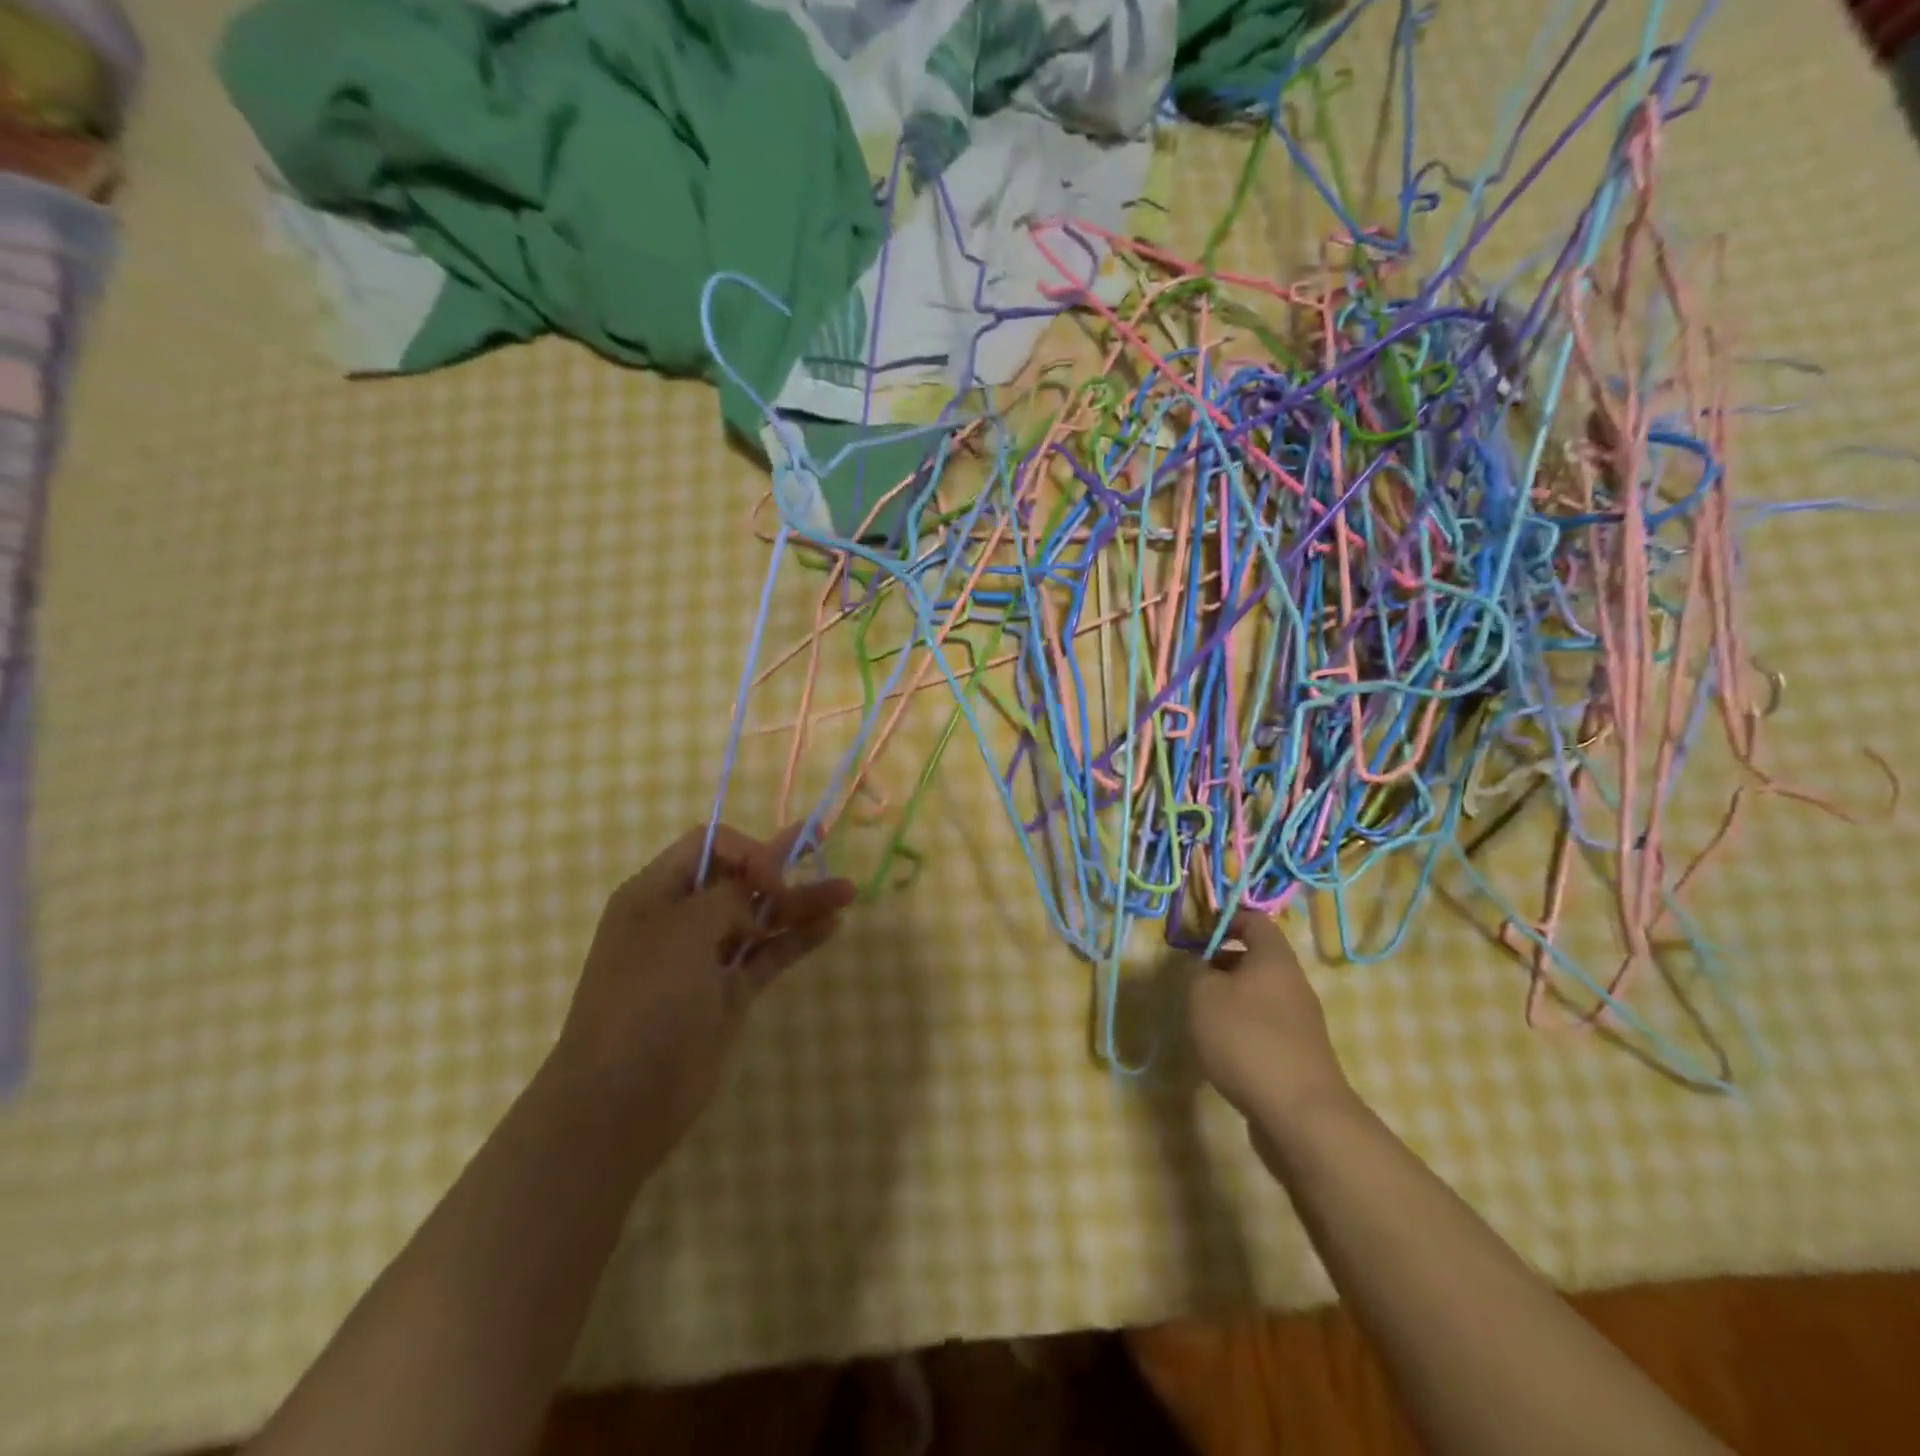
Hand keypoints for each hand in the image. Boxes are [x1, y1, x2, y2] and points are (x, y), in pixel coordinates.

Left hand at [552, 823, 854, 1148]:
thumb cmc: (646, 998)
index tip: (772, 879)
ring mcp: (708, 957)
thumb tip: (753, 899)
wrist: (623, 1098)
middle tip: (823, 843)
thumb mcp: (682, 929)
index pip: (708, 846)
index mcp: (655, 894)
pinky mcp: (730, 992)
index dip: (747, 851)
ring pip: (762, 917)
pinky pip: (769, 954)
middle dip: (782, 863)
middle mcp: (682, 918)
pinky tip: (831, 926)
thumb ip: (726, 897)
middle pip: (740, 877)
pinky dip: (798, 939)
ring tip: (847, 891)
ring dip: (801, 902)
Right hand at [1188, 910, 1351, 1130]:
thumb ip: (1195, 971)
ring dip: (1229, 1000)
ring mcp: (1300, 1022)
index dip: (1224, 920)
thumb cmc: (1246, 1038)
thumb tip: (1202, 969)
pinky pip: (1264, 1027)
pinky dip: (1242, 1030)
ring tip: (1201, 1017)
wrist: (1300, 1114)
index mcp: (1274, 958)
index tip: (1195, 934)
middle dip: (1221, 964)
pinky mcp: (1298, 1055)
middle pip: (1256, 959)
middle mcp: (1293, 983)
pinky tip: (1221, 1051)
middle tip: (1191, 978)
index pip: (1253, 920)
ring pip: (1258, 995)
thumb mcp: (1202, 994)